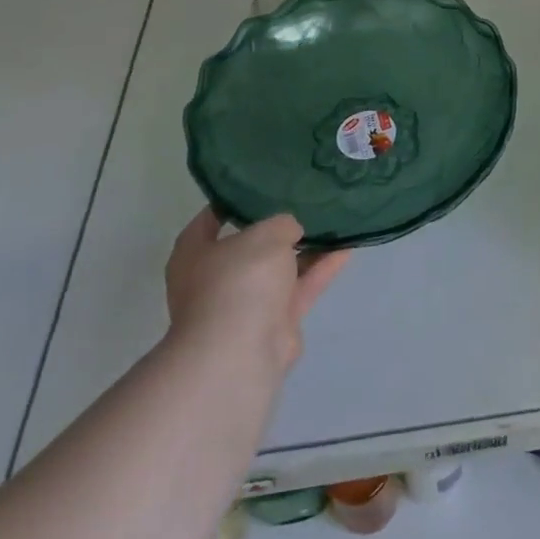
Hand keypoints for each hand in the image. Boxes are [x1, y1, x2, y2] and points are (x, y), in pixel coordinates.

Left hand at [163, 210, 347, 377]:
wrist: (241, 351)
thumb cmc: (239, 280)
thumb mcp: (265, 235)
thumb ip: (282, 224)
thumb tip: (290, 231)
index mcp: (194, 255)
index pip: (207, 222)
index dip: (229, 203)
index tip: (256, 188)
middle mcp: (215, 280)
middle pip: (248, 248)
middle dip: (275, 230)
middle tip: (302, 204)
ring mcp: (245, 304)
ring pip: (279, 269)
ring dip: (304, 250)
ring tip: (332, 223)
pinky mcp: (274, 323)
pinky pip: (300, 288)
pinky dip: (320, 270)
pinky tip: (345, 249)